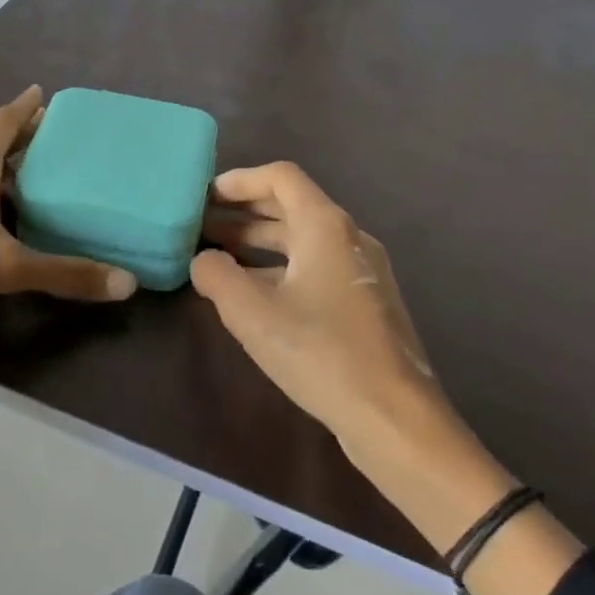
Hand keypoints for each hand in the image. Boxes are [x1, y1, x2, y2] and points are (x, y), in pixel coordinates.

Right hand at [193, 163, 444, 453]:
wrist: (394, 418)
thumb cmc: (321, 353)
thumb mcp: (253, 314)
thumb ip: (217, 276)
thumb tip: (202, 260)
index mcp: (325, 226)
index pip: (281, 177)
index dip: (239, 180)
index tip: (205, 197)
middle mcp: (348, 238)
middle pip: (290, 206)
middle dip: (242, 213)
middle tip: (200, 226)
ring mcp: (360, 271)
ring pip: (301, 240)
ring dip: (257, 242)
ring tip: (216, 257)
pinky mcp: (363, 303)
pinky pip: (314, 267)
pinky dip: (278, 268)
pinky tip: (252, 294)